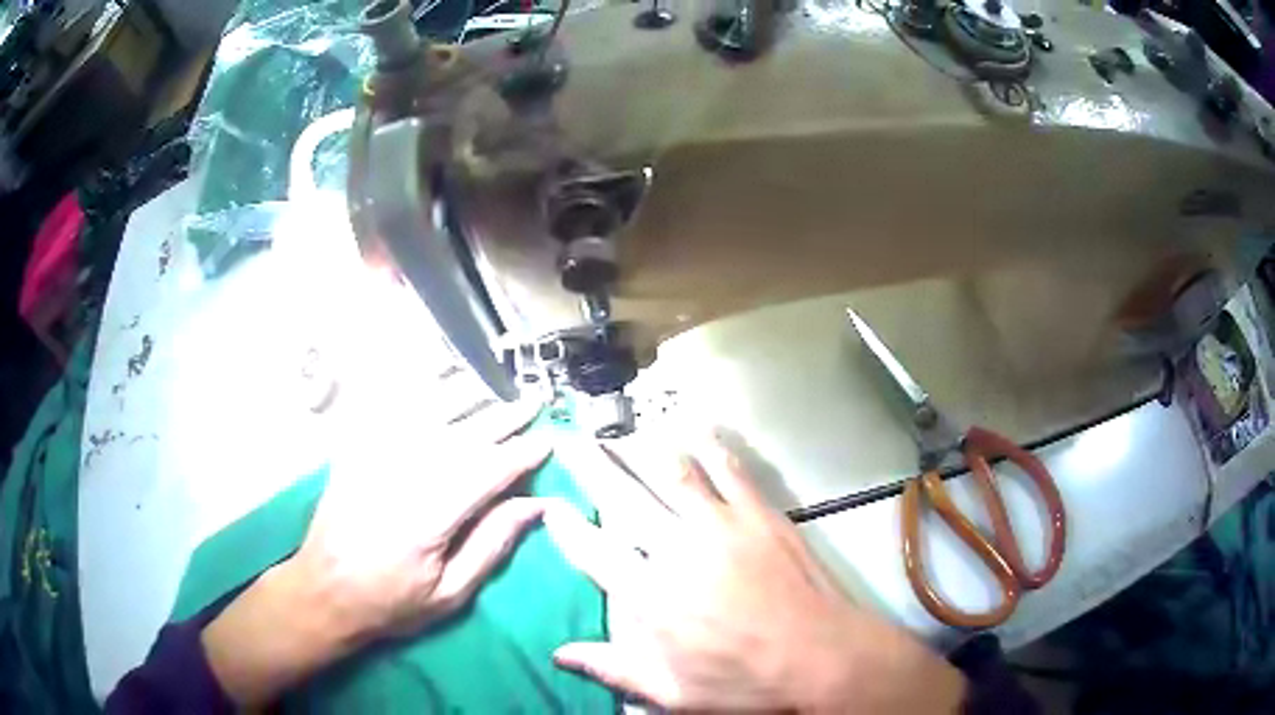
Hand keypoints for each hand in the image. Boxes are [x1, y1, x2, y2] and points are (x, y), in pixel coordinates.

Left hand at [201, 399, 551, 706]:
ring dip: (467, 395)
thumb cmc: (391, 601)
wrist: (324, 590)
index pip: (487, 471)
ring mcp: (375, 457)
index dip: (520, 454)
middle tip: (533, 400)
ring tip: (495, 382)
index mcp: (430, 515)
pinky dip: (418, 390)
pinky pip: (390, 409)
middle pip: (463, 435)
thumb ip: (491, 545)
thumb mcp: (449, 593)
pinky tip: (435, 376)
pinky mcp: (357, 451)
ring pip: (429, 413)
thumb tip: (534, 505)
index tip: (547, 442)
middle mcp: (403, 474)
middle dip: (503, 417)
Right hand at [544, 436, 965, 712]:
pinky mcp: (760, 515)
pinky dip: (709, 446)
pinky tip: (696, 428)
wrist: (824, 658)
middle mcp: (678, 550)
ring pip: (672, 473)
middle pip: (623, 497)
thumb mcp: (673, 693)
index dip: (566, 526)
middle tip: (569, 441)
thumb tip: (558, 654)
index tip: (550, 504)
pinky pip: (728, 470)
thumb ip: (613, 669)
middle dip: (591, 466)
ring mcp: (722, 526)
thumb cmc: (746, 682)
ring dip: (643, 449)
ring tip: (622, 432)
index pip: (593, 550)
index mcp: (651, 596)